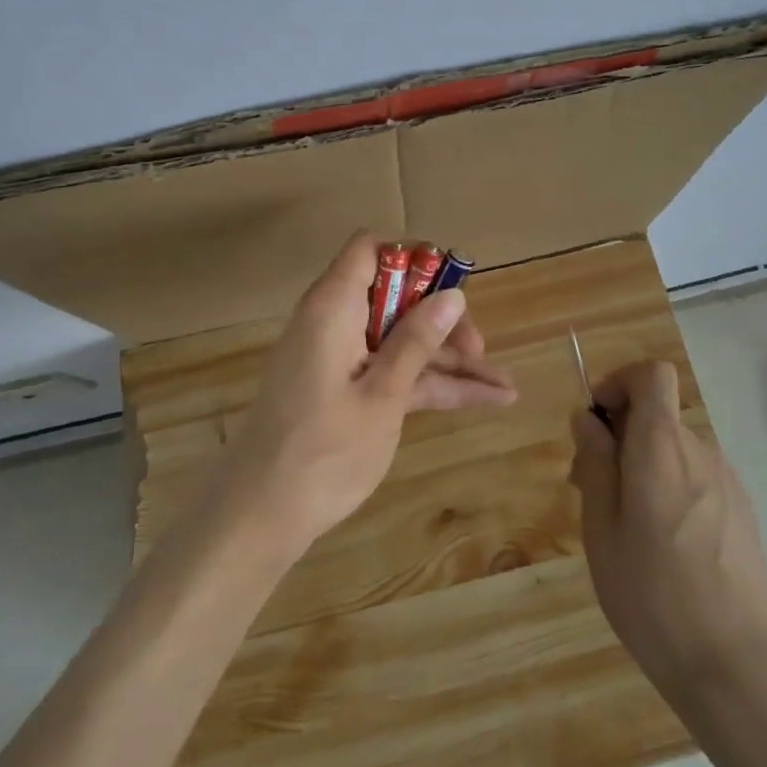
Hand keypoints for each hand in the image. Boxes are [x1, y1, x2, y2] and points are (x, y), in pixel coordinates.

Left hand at [224, 233, 515, 551]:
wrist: (260, 517)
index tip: (452, 281)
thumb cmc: (322, 452)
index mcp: (334, 306)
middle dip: (443, 319)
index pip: (370, 248)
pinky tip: (484, 401)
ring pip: (402, 339)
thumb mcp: (382, 396)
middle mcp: (336, 321)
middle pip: (396, 297)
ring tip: (505, 386)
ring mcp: (342, 357)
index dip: (413, 255)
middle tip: (479, 349)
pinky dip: (431, 384)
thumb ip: (416, 342)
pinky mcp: (346, 389)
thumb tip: (453, 295)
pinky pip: (394, 371)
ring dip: (449, 360)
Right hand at [568, 360, 766, 697]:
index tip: (597, 422)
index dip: (620, 383)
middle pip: (657, 415)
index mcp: (662, 448)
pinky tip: (664, 549)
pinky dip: (671, 489)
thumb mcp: (602, 528)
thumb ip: (595, 462)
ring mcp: (728, 483)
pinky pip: (696, 478)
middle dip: (620, 436)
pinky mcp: (743, 513)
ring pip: (674, 450)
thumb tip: (588, 418)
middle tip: (593, 490)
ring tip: (626, 529)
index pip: (652, 375)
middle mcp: (700, 452)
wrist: (736, 669)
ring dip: (643, 466)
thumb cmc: (653, 596)